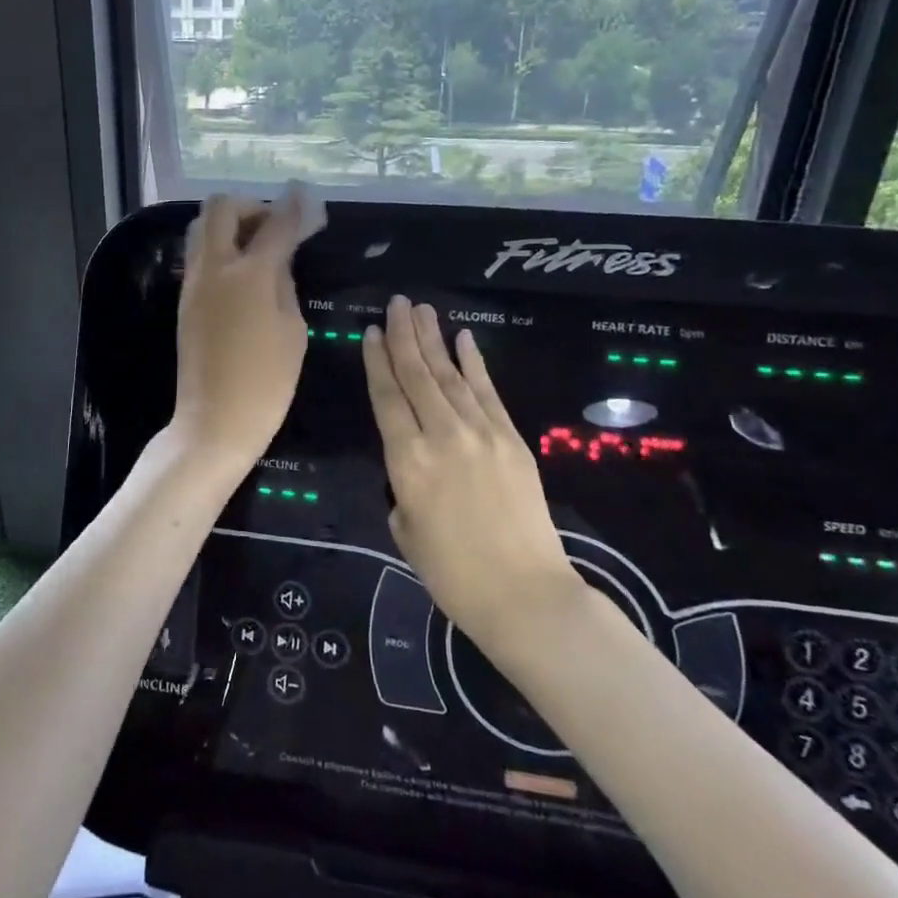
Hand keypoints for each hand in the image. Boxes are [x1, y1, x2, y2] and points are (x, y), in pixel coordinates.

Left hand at [171, 184, 322, 471]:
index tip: (308, 197)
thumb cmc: (266, 382)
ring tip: (258, 247)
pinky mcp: (184, 299)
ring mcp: (193, 282)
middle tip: (275, 226)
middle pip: (221, 207)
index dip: (295, 207)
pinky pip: (199, 254)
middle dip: (251, 206)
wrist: (214, 420)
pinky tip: (242, 271)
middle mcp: (214, 267)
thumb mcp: (292, 330)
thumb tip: (278, 258)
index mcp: (249, 274)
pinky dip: (220, 247)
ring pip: (202, 227)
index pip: (275, 224)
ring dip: (230, 224)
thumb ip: (284, 283)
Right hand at [362, 296, 581, 661]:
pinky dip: (475, 363)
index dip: (378, 362)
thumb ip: (403, 488)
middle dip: (405, 335)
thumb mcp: (406, 531)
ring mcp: (481, 433)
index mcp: (407, 461)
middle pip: (417, 375)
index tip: (372, 331)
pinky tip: (465, 339)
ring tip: (422, 309)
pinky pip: (488, 392)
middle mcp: (442, 436)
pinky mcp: (512, 440)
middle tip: (397, 302)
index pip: (387, 397)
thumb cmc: (452, 574)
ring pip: (450, 376)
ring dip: (435, 340)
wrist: (525, 594)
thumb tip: (414, 468)